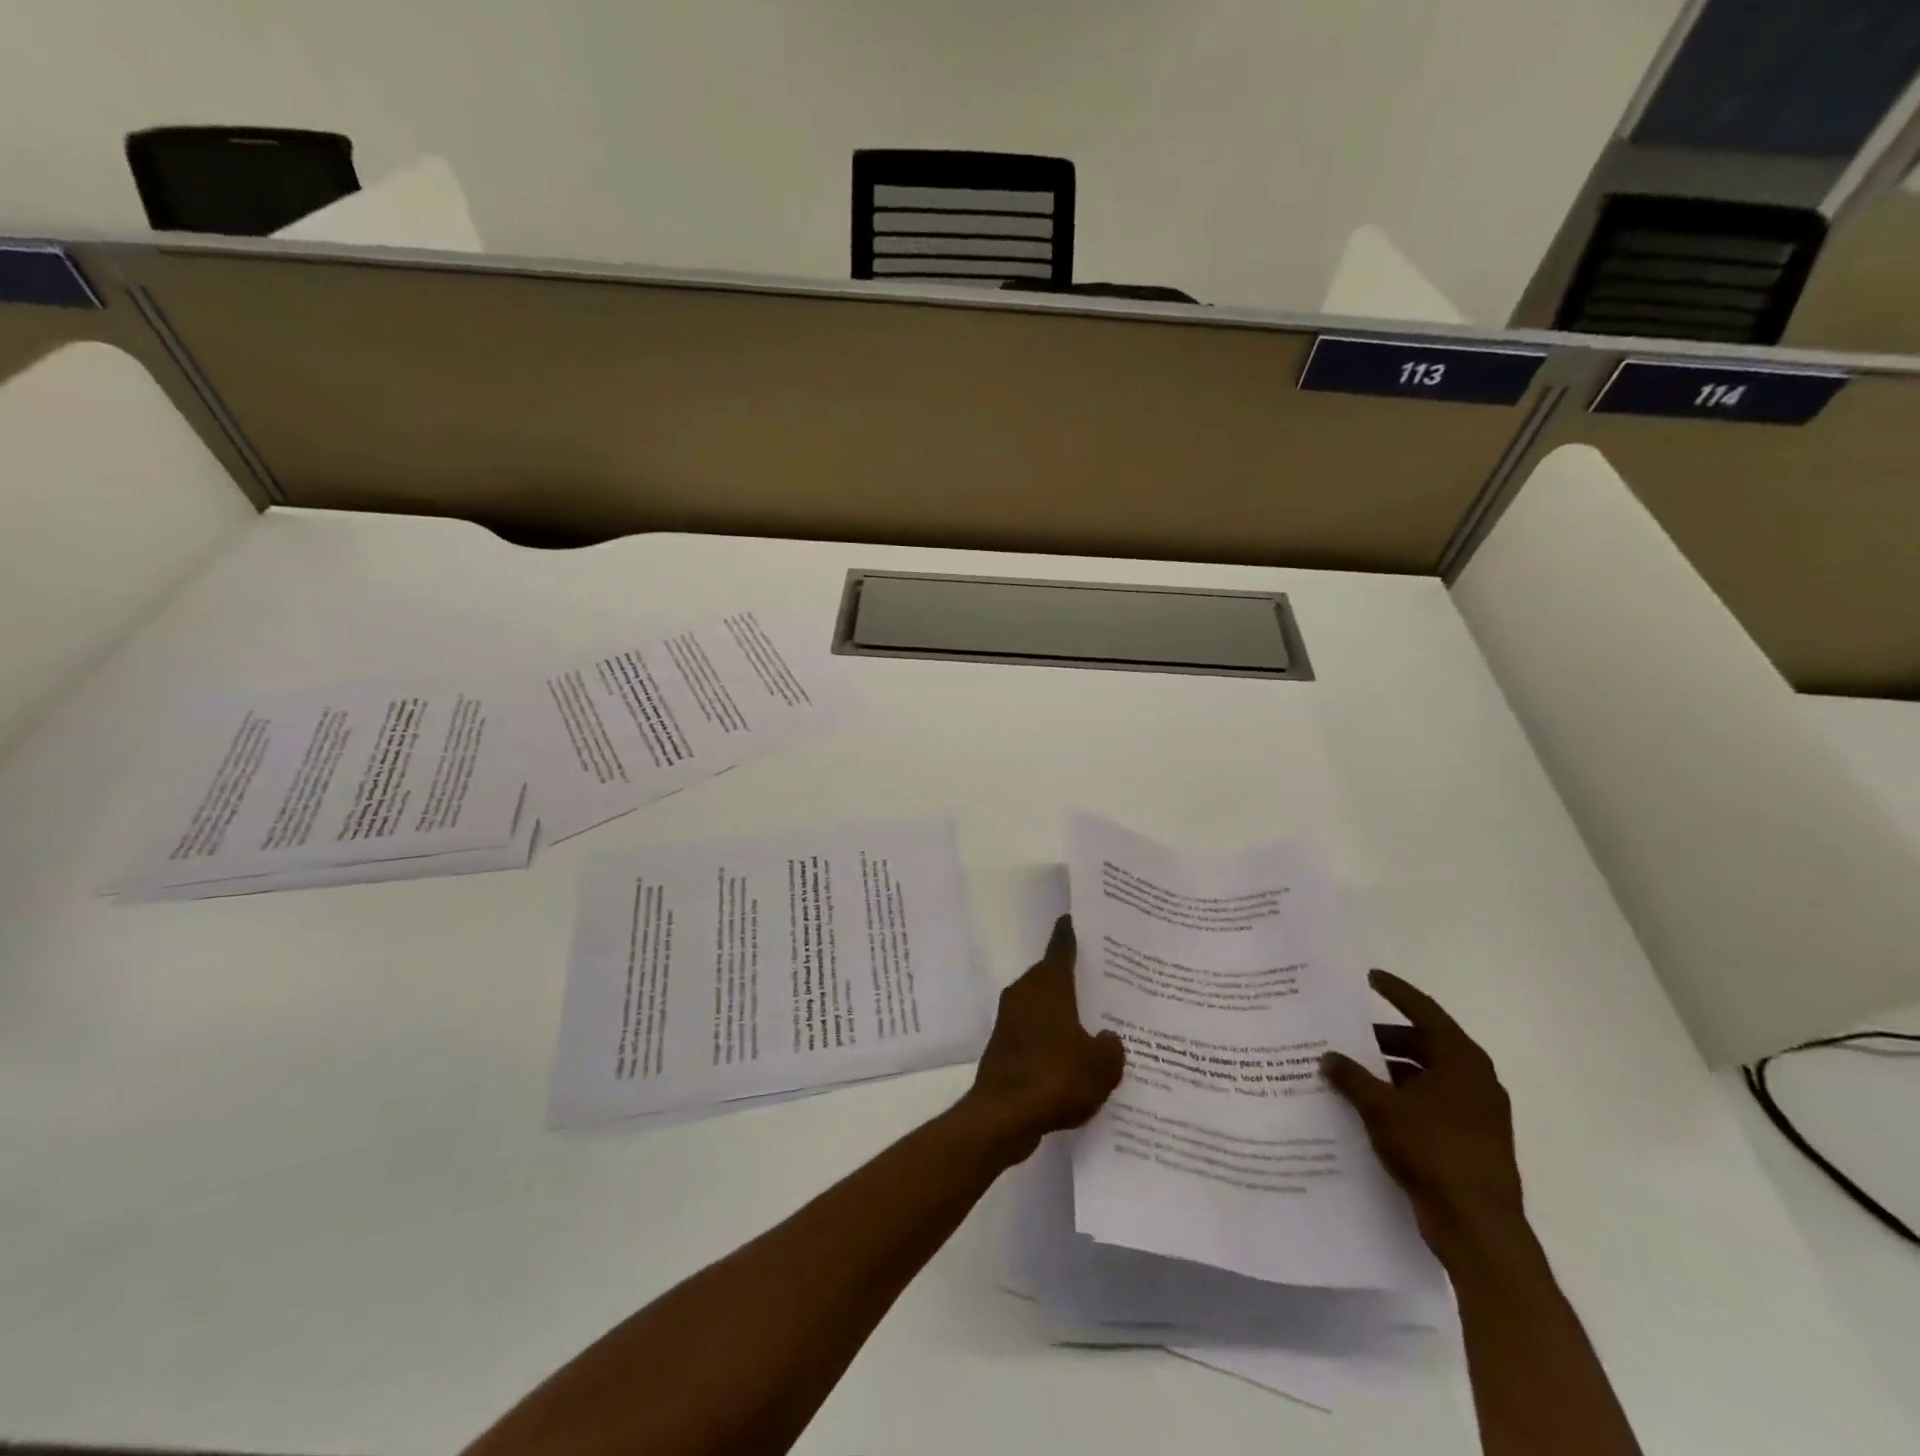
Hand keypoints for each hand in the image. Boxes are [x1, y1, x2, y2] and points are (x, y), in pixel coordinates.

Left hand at [961, 915, 1124, 1160]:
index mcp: (1049, 985)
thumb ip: (1111, 1047)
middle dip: (1072, 977)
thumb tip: (1108, 1038)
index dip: (1069, 933)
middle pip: (1050, 975)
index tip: (1075, 920)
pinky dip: (1049, 1037)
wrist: (1004, 1115)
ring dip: (1060, 1010)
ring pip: (1041, 1004)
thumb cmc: (1056, 1077)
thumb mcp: (1101, 1066)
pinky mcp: (1003, 1046)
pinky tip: (1070, 1057)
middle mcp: (1025, 993)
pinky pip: (1032, 1031)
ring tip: (1091, 1021)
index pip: (1060, 948)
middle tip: (1100, 979)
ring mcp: (1010, 1019)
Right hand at [1322, 969, 1526, 1263]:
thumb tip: (1328, 1057)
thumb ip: (1351, 1076)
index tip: (1369, 976)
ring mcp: (1475, 1114)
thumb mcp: (1381, 1107)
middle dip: (1383, 1039)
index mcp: (1461, 1061)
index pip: (1424, 1011)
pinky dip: (1399, 1098)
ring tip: (1348, 1071)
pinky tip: (1367, 1106)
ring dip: (1388, 1071)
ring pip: (1424, 1077)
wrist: (1478, 1227)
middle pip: (1423, 1044)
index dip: (1396, 992)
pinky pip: (1427, 1105)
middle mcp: (1474, 1080)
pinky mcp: (1468, 1142)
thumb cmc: (1433, 1151)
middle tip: (1346, 1033)